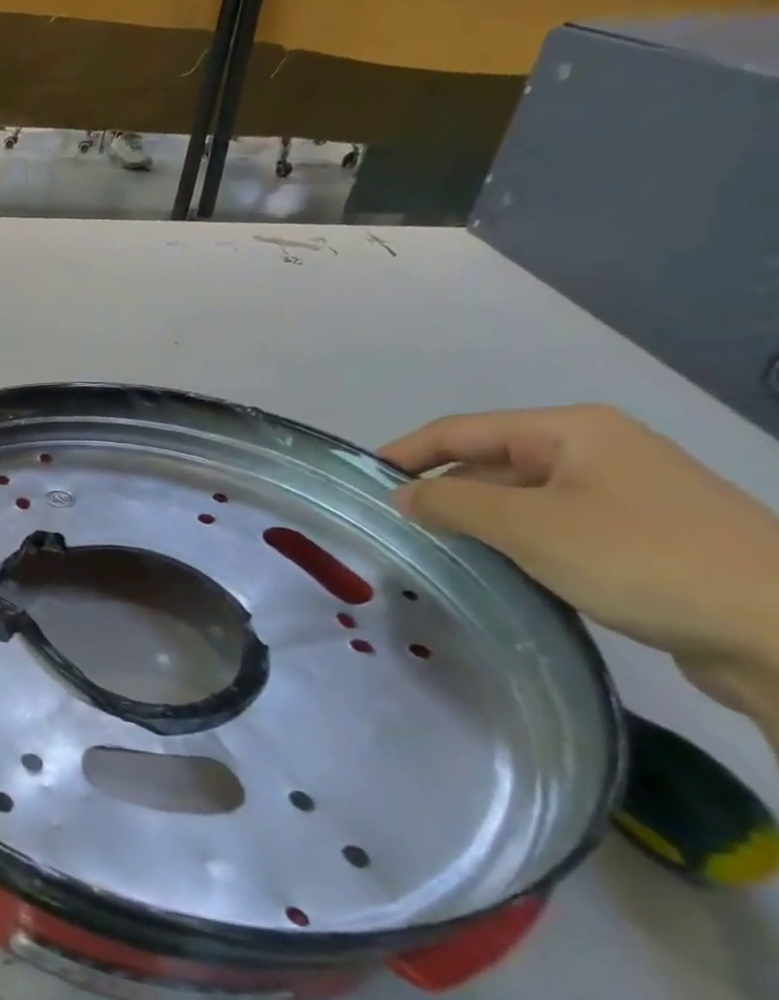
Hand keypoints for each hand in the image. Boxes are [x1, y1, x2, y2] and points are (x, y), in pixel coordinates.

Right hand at [382, 405, 778, 723]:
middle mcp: (593, 451)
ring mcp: (618, 493)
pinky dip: (510, 542)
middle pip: (487, 461)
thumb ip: (451, 502)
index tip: (357, 484)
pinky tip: (489, 569)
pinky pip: (547, 526)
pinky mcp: (633, 535)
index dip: (403, 453)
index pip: (459, 430)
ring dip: (472, 521)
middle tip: (387, 526)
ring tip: (427, 550)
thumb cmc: (641, 558)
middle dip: (437, 490)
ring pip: (516, 497)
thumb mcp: (528, 525)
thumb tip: (402, 494)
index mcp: (571, 431)